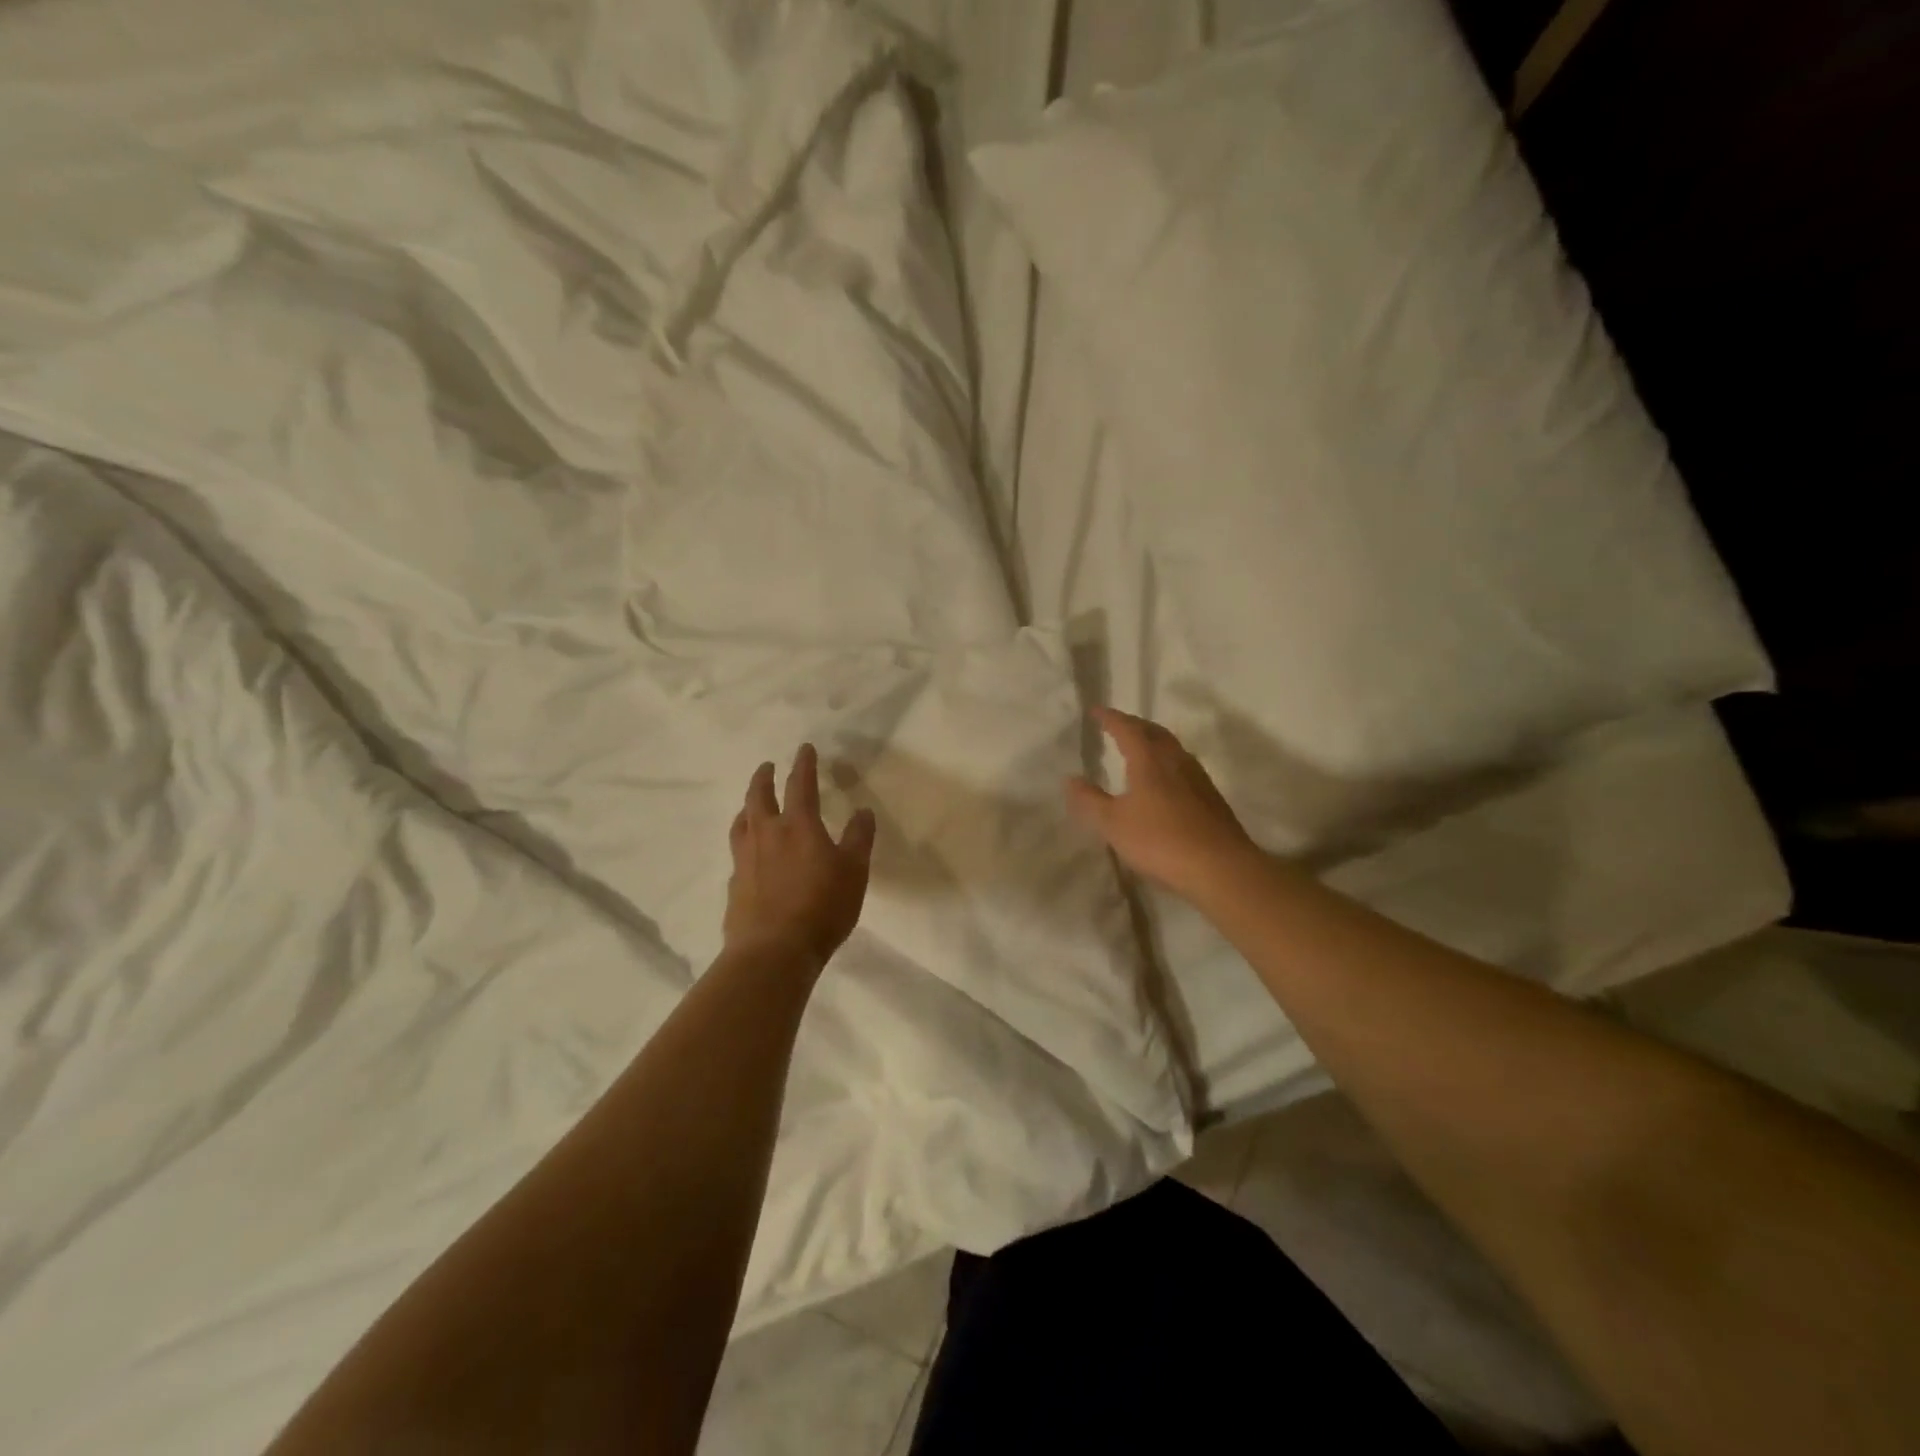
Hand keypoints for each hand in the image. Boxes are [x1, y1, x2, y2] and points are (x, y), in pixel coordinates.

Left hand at [724, 744, 876, 965]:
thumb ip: (859, 839)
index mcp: (798, 826)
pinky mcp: (734, 884)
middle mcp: (767, 834)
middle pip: (759, 796)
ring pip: (742, 822)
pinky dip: (745, 842)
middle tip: (767, 767)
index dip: (803, 764)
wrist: (773, 951)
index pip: (800, 785)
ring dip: (748, 807)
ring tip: (751, 805)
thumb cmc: (822, 907)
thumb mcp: (854, 872)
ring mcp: (745, 859)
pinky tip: (749, 854)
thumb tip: (863, 811)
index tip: (804, 749)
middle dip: (764, 778)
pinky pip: (738, 853)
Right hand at [1065, 708, 1255, 901]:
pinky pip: (1183, 766)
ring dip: (1153, 741)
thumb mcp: (1113, 823)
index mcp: (1149, 759)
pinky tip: (1163, 780)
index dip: (1110, 718)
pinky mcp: (1210, 797)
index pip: (1127, 728)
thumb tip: (1070, 779)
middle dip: (1134, 725)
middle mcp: (1175, 760)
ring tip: (1139, 748)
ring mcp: (1197, 777)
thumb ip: (1090, 800)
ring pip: (1172, 748)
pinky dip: (1166, 762)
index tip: (1095, 711)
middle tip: (1117, 724)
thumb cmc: (1160, 840)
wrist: (1220, 867)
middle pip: (1154, 732)